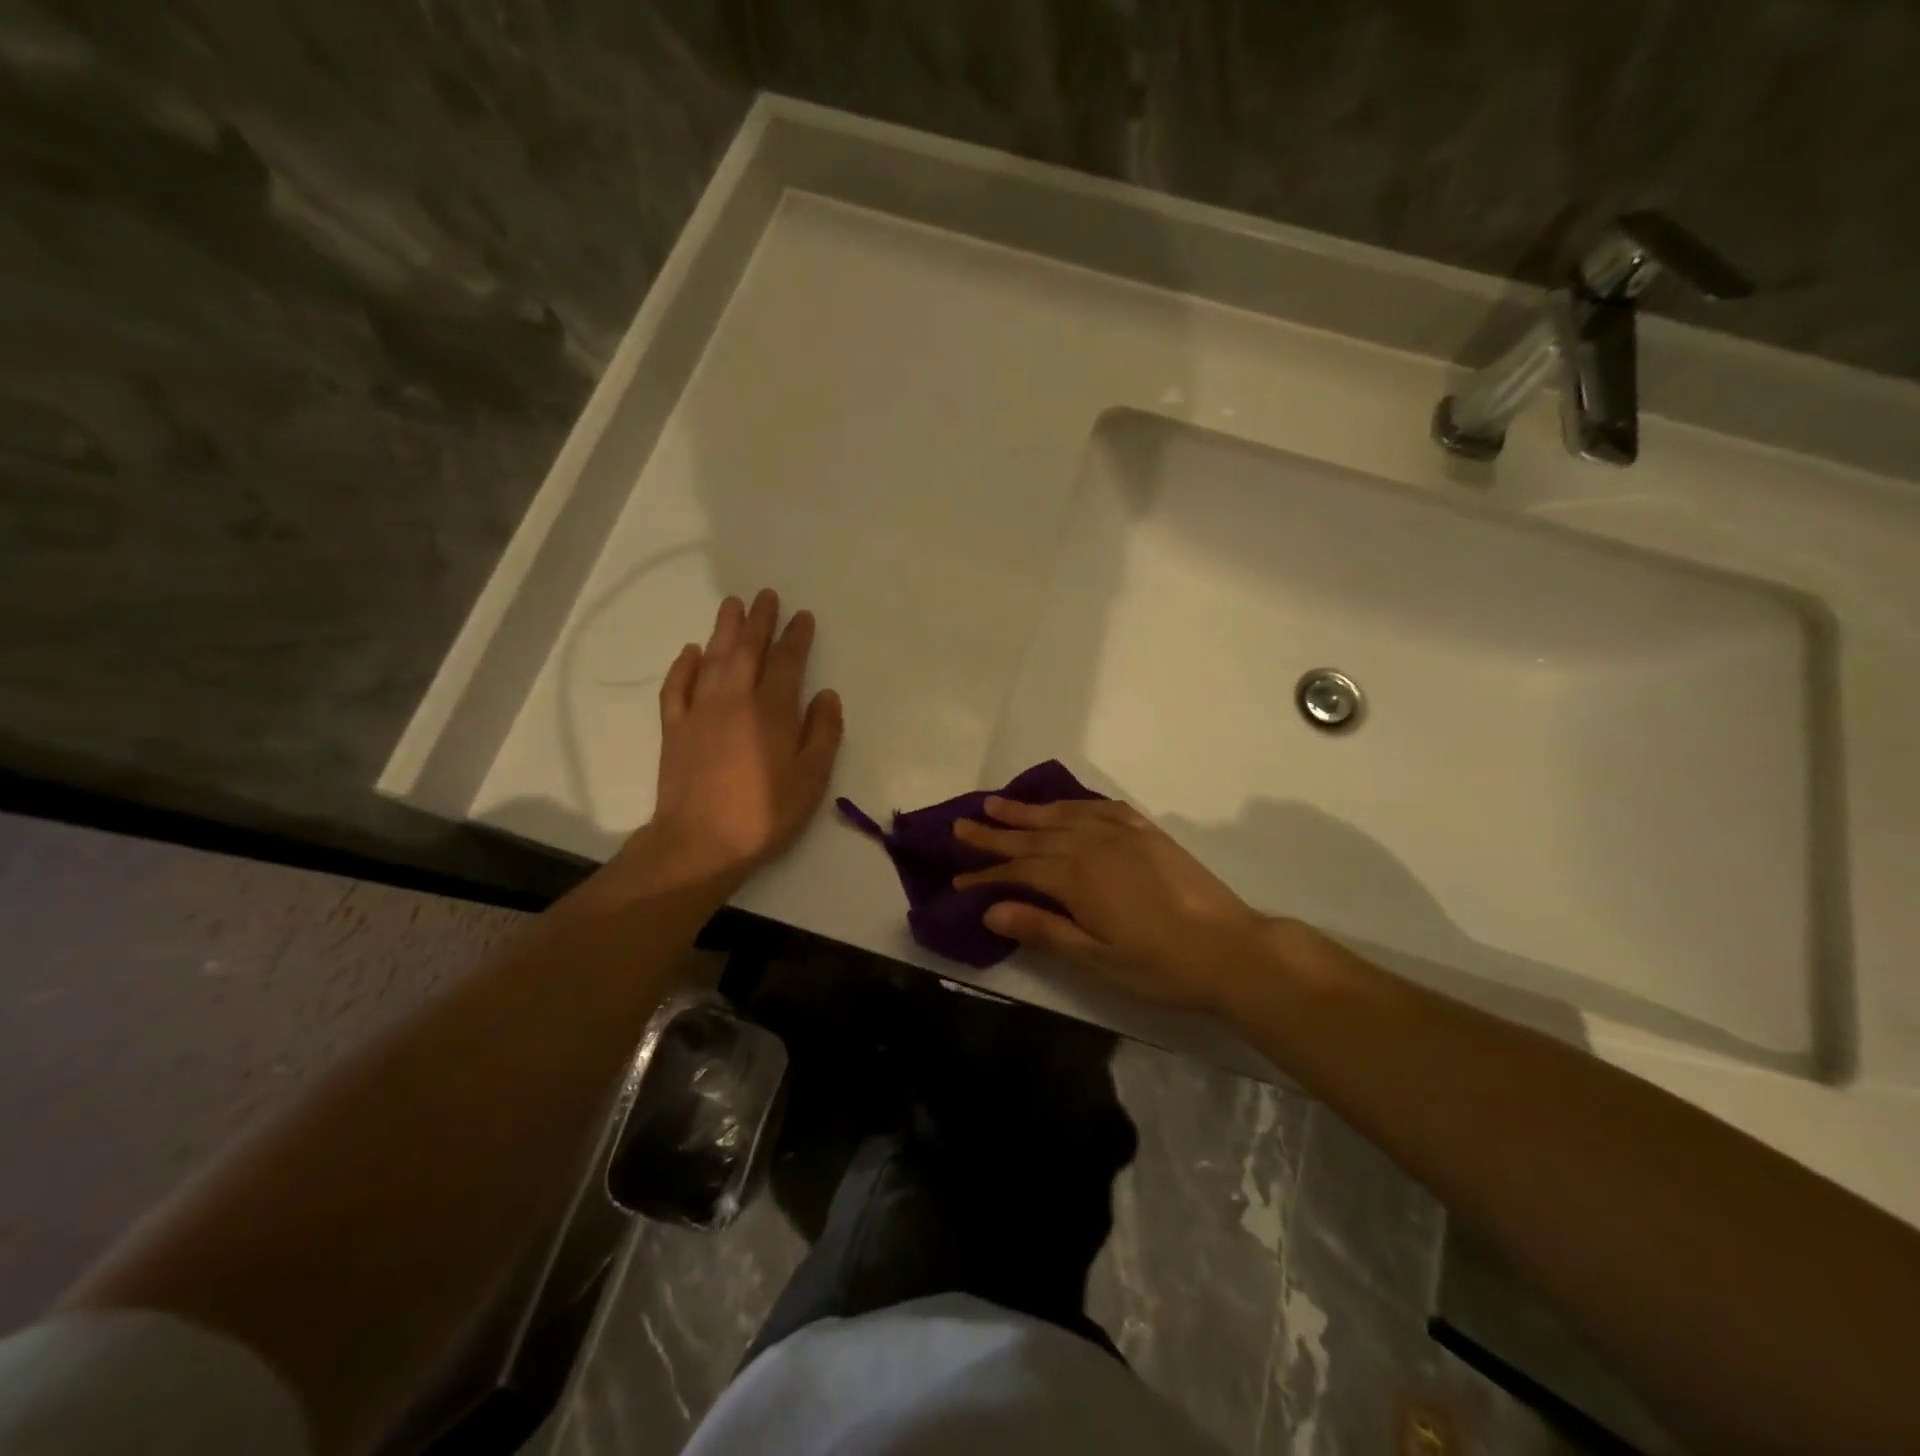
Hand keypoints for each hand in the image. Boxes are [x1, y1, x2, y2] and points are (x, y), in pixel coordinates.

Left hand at [606, 590, 843, 893]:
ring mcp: (700, 711)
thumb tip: (827, 695)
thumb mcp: (811, 778)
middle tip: (765, 595)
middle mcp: (735, 699)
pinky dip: (684, 665)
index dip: (796, 636)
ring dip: (723, 629)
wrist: (700, 842)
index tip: (802, 616)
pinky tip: (690, 651)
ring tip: (731, 604)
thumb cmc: (764, 813)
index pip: (788, 661)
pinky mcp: (674, 728)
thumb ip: (823, 733)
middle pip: (747, 649)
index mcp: (772, 709)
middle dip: (759, 620)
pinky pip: (677, 687)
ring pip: (712, 659)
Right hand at [953, 798, 1271, 1013]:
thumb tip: (991, 911)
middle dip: (995, 833)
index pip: (1019, 871)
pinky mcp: (1147, 832)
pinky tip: (1065, 805)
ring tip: (997, 803)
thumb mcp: (1097, 960)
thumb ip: (1044, 930)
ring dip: (1028, 811)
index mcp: (1078, 879)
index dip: (986, 875)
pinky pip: (1102, 808)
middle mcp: (1094, 846)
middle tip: (961, 825)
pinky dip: (1075, 805)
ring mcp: (1123, 834)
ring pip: (1063, 816)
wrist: (1233, 949)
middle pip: (1034, 836)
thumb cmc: (1162, 965)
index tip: (957, 879)